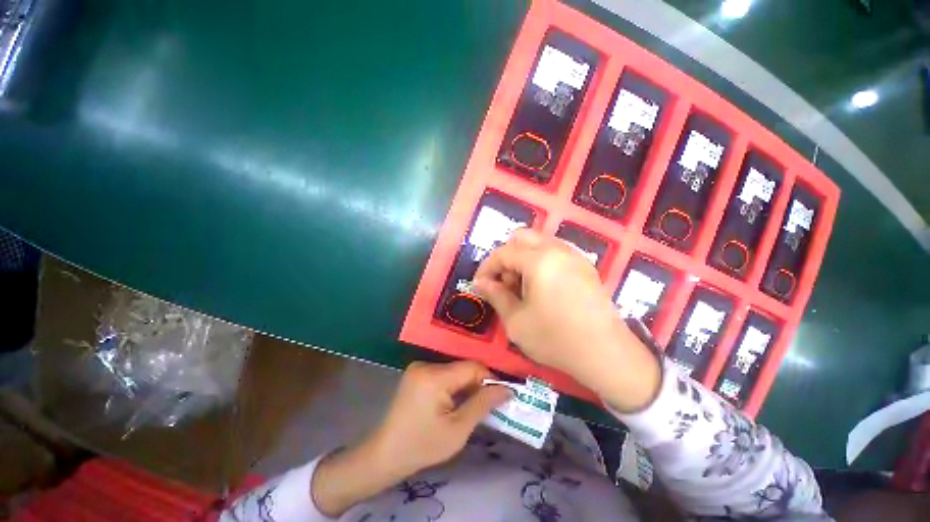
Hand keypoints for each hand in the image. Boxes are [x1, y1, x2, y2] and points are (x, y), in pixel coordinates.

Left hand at [312, 361, 510, 515]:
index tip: (500, 396)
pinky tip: (454, 402)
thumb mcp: (458, 430)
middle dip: (477, 384)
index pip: (471, 367)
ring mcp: (418, 367)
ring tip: (470, 406)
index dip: (489, 379)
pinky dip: (453, 385)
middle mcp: (425, 365)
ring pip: (454, 370)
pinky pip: (443, 373)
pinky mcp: (416, 373)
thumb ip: (483, 404)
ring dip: (465, 385)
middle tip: (486, 405)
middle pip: (462, 368)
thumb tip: (507, 388)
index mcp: (434, 378)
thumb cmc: (423, 446)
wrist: (386, 454)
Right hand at [472, 229, 660, 411]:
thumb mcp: (516, 321)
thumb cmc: (555, 339)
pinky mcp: (585, 266)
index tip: (480, 284)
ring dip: (523, 258)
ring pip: (539, 243)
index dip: (487, 267)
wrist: (606, 355)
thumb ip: (496, 296)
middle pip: (522, 238)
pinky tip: (541, 287)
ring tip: (522, 287)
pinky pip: (555, 252)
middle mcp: (558, 250)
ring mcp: (575, 256)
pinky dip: (540, 262)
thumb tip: (481, 283)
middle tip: (504, 283)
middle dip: (506, 257)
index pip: (503, 253)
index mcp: (539, 260)